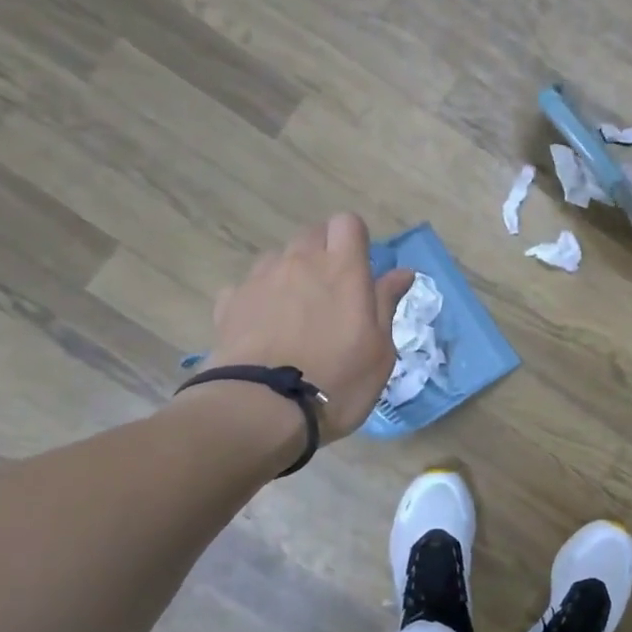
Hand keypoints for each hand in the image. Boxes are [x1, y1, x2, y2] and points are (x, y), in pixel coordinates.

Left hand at [204, 214, 413, 442]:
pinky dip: (260, 299)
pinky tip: (264, 330)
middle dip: (324, 253)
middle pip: (312, 234)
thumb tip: (402, 272)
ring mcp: (260, 279)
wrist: (262, 408)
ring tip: (296, 313)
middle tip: (333, 293)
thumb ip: (387, 304)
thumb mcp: (380, 351)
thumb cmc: (338, 381)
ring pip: (279, 258)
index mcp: (343, 269)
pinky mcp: (229, 302)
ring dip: (291, 274)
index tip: (360, 269)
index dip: (355, 240)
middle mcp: (300, 262)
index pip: (348, 223)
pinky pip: (249, 286)